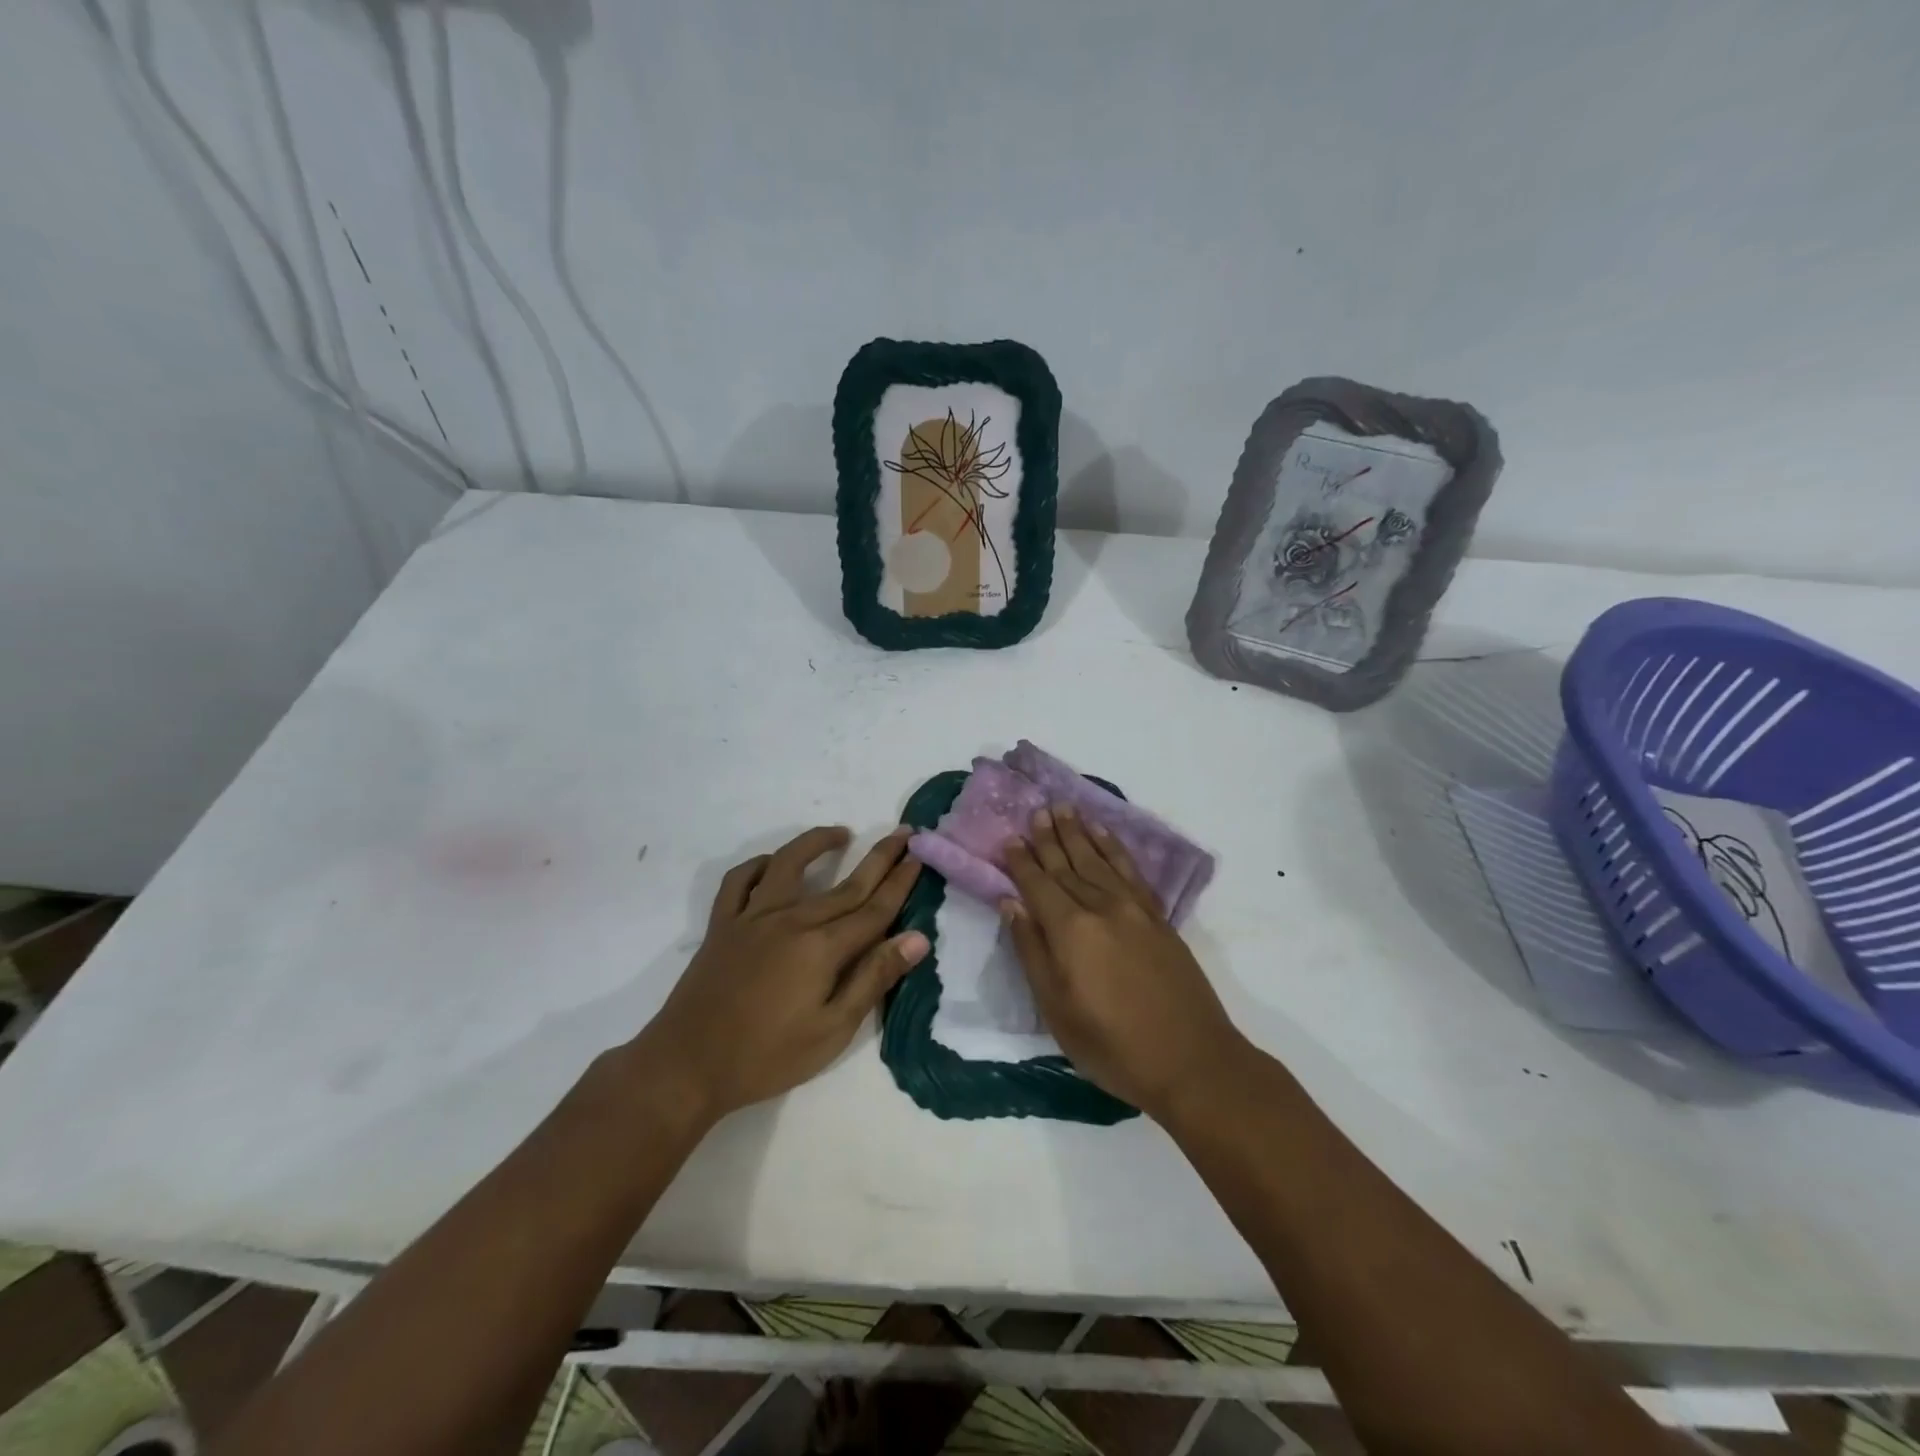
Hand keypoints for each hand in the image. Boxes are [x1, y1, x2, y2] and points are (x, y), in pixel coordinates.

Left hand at [630, 827, 924, 1124]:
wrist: (687, 1066)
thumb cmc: (767, 1056)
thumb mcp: (832, 1030)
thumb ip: (874, 978)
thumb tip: (916, 938)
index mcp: (823, 947)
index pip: (874, 907)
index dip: (900, 882)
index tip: (919, 856)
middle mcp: (792, 919)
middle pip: (846, 883)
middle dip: (879, 857)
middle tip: (904, 833)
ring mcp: (753, 917)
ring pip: (789, 864)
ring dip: (817, 843)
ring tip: (841, 833)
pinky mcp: (722, 924)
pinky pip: (739, 881)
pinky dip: (758, 865)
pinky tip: (772, 864)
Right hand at [1002, 806, 1247, 1119]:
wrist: (1191, 1060)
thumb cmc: (1112, 1045)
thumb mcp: (1056, 1009)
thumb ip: (1032, 951)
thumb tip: (1011, 903)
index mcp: (1071, 930)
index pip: (1038, 884)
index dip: (1021, 861)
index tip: (1009, 837)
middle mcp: (1101, 908)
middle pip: (1068, 865)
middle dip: (1049, 837)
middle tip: (1037, 809)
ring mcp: (1134, 909)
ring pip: (1099, 860)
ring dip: (1080, 833)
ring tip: (1066, 809)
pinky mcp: (1159, 917)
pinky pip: (1131, 871)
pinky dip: (1115, 849)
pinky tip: (1105, 836)